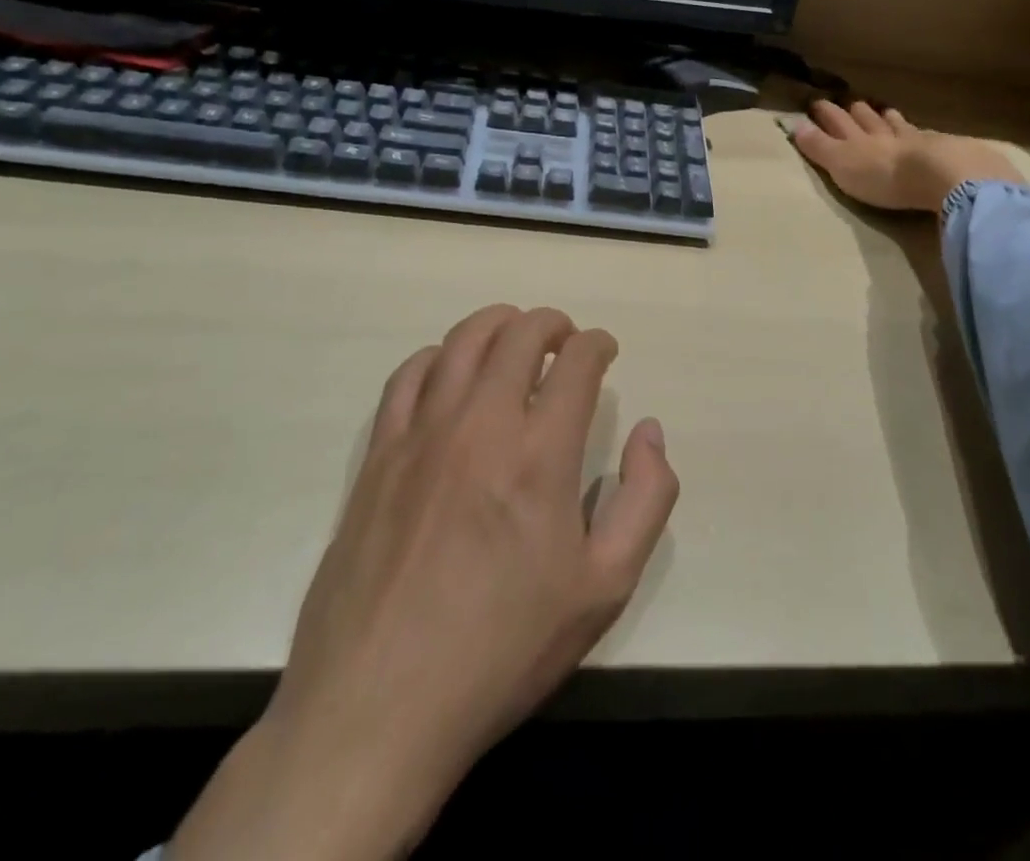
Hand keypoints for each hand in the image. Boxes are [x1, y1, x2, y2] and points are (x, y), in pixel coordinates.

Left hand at [169, 306, 677, 860]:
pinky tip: (449, 372)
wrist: (379, 707)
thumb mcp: (604, 589)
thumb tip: (650, 432)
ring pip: (462, 341)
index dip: (597, 344)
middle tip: (565, 339)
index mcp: (541, 453)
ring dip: (497, 324)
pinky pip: (408, 376)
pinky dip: (438, 356)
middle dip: (552, 323)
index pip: (576, 361)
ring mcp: (422, 433)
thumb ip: (645, 499)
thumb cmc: (503, 648)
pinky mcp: (379, 454)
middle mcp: (481, 423)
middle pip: (519, 334)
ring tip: (514, 338)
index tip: (604, 352)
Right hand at [792, 100, 1023, 211]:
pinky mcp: (938, 150)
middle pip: (865, 118)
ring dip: (886, 117)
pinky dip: (916, 132)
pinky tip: (921, 132)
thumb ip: (819, 147)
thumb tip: (794, 125)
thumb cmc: (882, 174)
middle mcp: (881, 133)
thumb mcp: (841, 164)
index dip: (825, 113)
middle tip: (849, 104)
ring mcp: (911, 139)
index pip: (836, 121)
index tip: (816, 104)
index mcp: (855, 139)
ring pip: (894, 123)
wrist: (938, 175)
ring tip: (884, 111)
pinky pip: (922, 135)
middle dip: (855, 111)